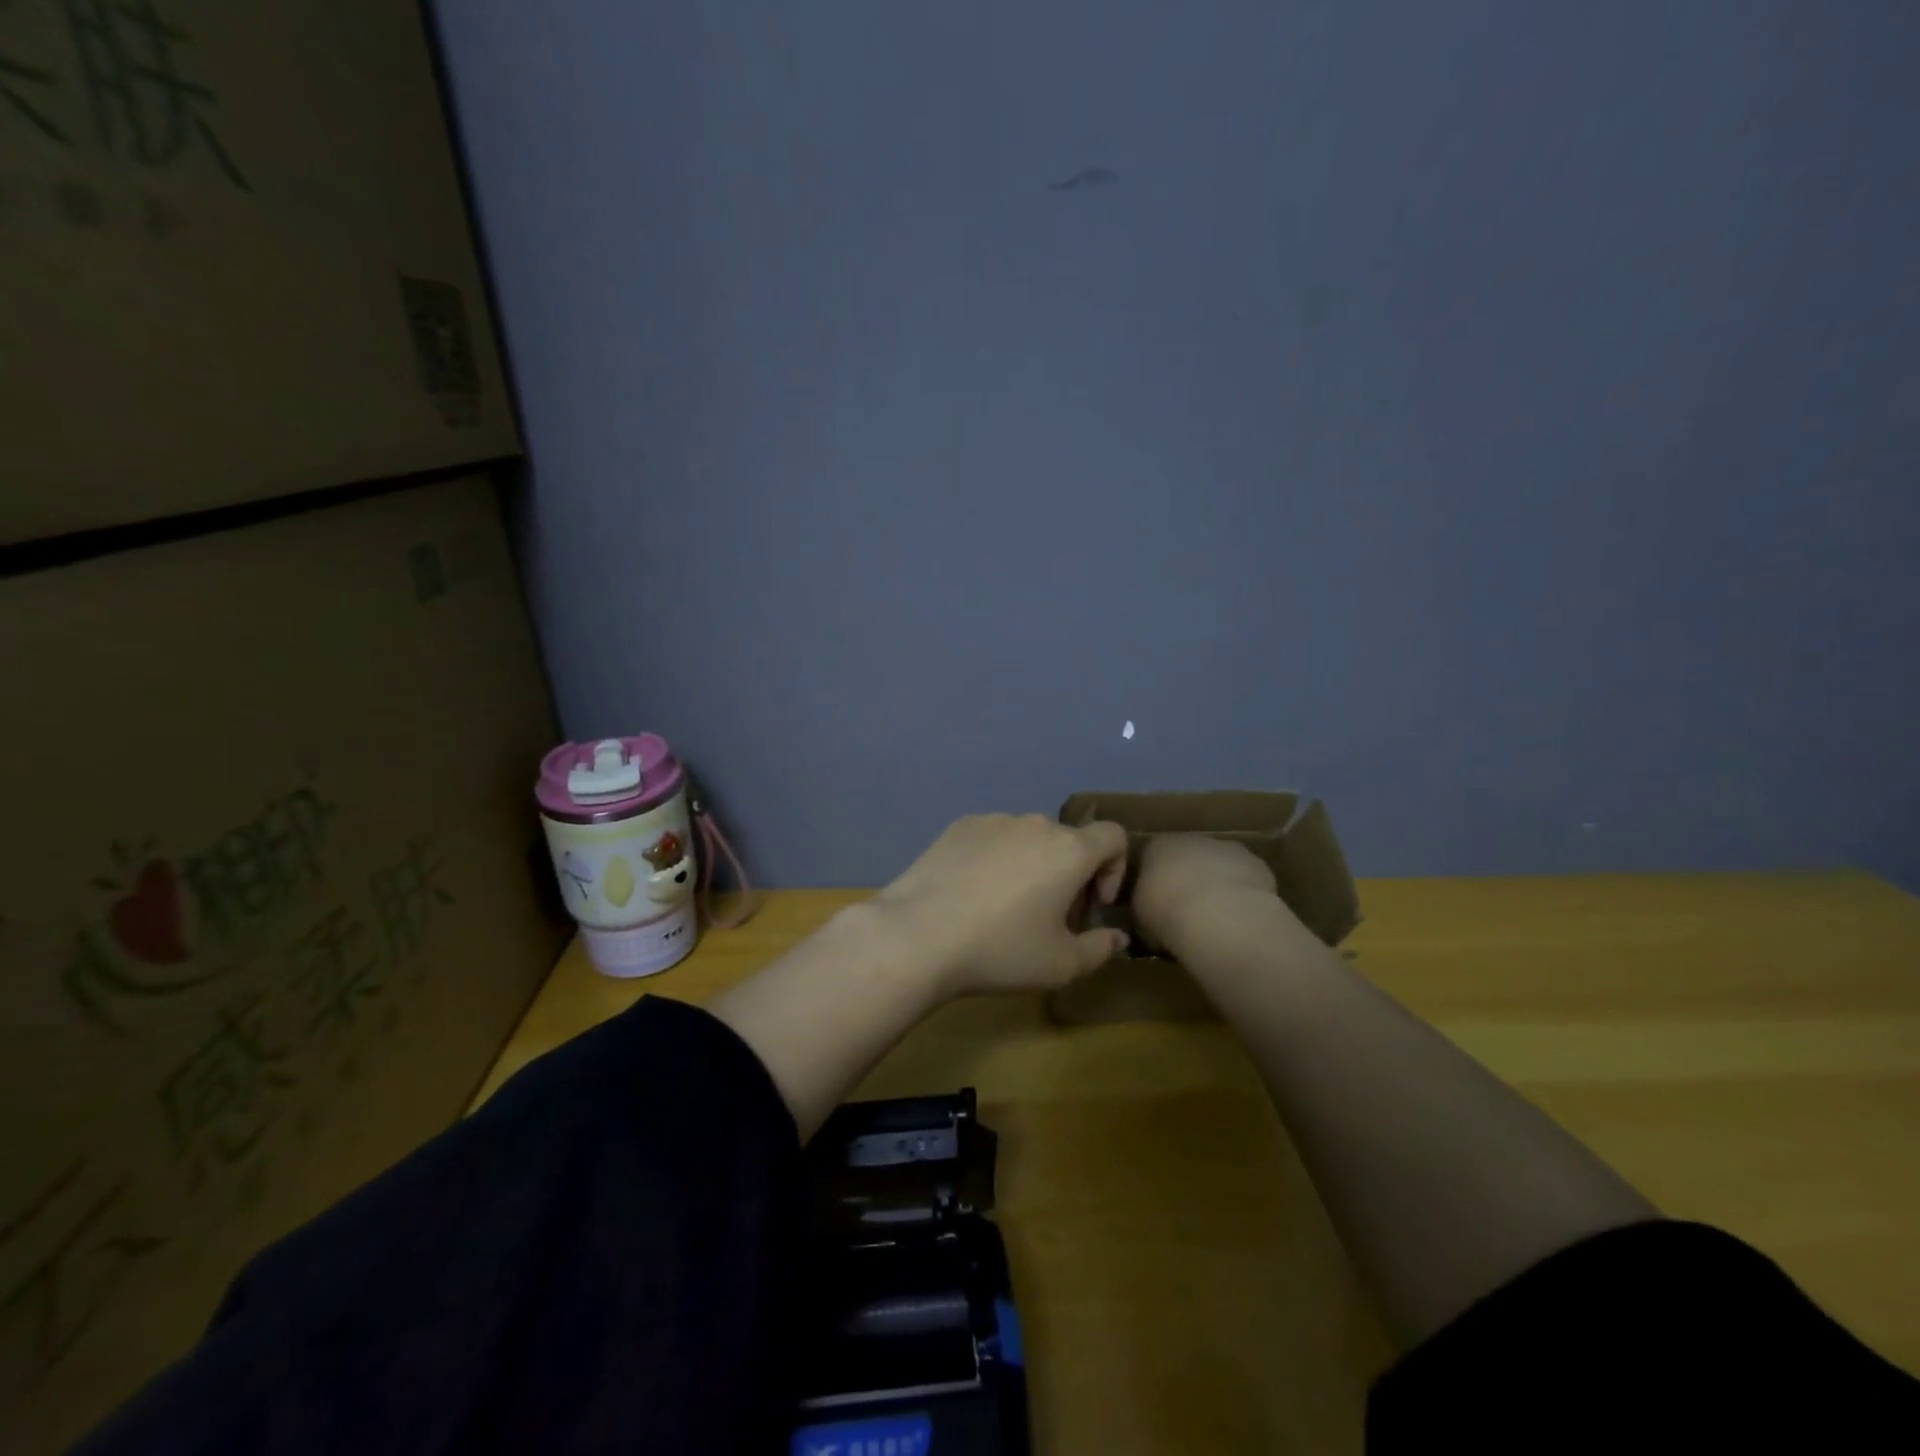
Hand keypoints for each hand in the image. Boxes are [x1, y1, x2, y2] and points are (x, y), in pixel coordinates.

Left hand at [871, 814, 1129, 995]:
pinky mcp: (958, 827)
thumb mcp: (1062, 964)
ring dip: (1032, 865)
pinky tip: (973, 895)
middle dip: (1070, 875)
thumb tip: (1117, 937)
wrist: (919, 935)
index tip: (1093, 906)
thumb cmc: (1001, 949)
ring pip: (1028, 839)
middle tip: (1051, 918)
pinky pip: (992, 839)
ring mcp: (993, 821)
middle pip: (1068, 841)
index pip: (1113, 836)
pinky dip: (996, 859)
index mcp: (1069, 849)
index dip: (1114, 869)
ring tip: (1007, 907)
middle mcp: (1034, 823)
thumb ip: (1101, 949)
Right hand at [1131, 834, 1287, 955]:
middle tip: (1186, 913)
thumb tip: (1149, 915)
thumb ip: (1144, 908)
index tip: (1156, 906)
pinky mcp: (1258, 865)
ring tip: (1216, 921)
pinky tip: (1239, 920)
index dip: (1155, 883)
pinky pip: (1245, 882)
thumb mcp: (1140, 916)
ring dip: (1217, 887)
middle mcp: (1193, 839)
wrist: (1218, 916)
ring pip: (1219, 867)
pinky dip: (1242, 896)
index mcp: (1158, 845)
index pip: (1152, 858)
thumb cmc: (1167, 912)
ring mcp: (1228, 849)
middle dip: (1188, 880)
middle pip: (1188, 858)